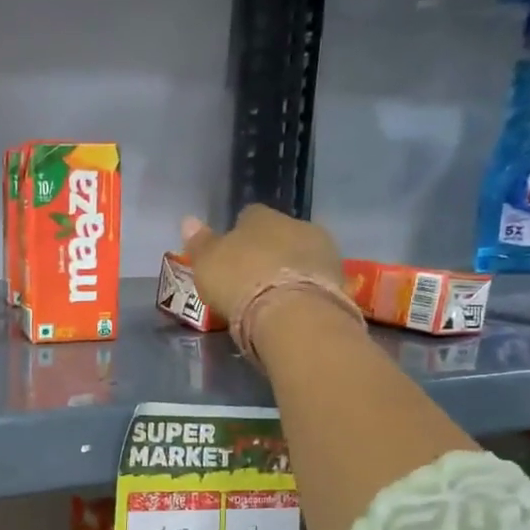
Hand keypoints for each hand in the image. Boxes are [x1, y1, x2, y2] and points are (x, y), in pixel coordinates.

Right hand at [180, 205, 341, 326]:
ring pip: (301, 255)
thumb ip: (200, 243)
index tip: (232, 256)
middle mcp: (295, 223)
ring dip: (290, 269)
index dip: (239, 236)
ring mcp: (322, 250)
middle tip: (254, 279)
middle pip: (279, 234)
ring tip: (276, 296)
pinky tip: (295, 306)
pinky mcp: (340, 278)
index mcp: (260, 216)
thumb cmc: (240, 282)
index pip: (248, 216)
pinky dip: (306, 289)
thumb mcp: (207, 264)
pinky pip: (316, 279)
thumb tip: (189, 220)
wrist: (292, 313)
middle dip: (269, 252)